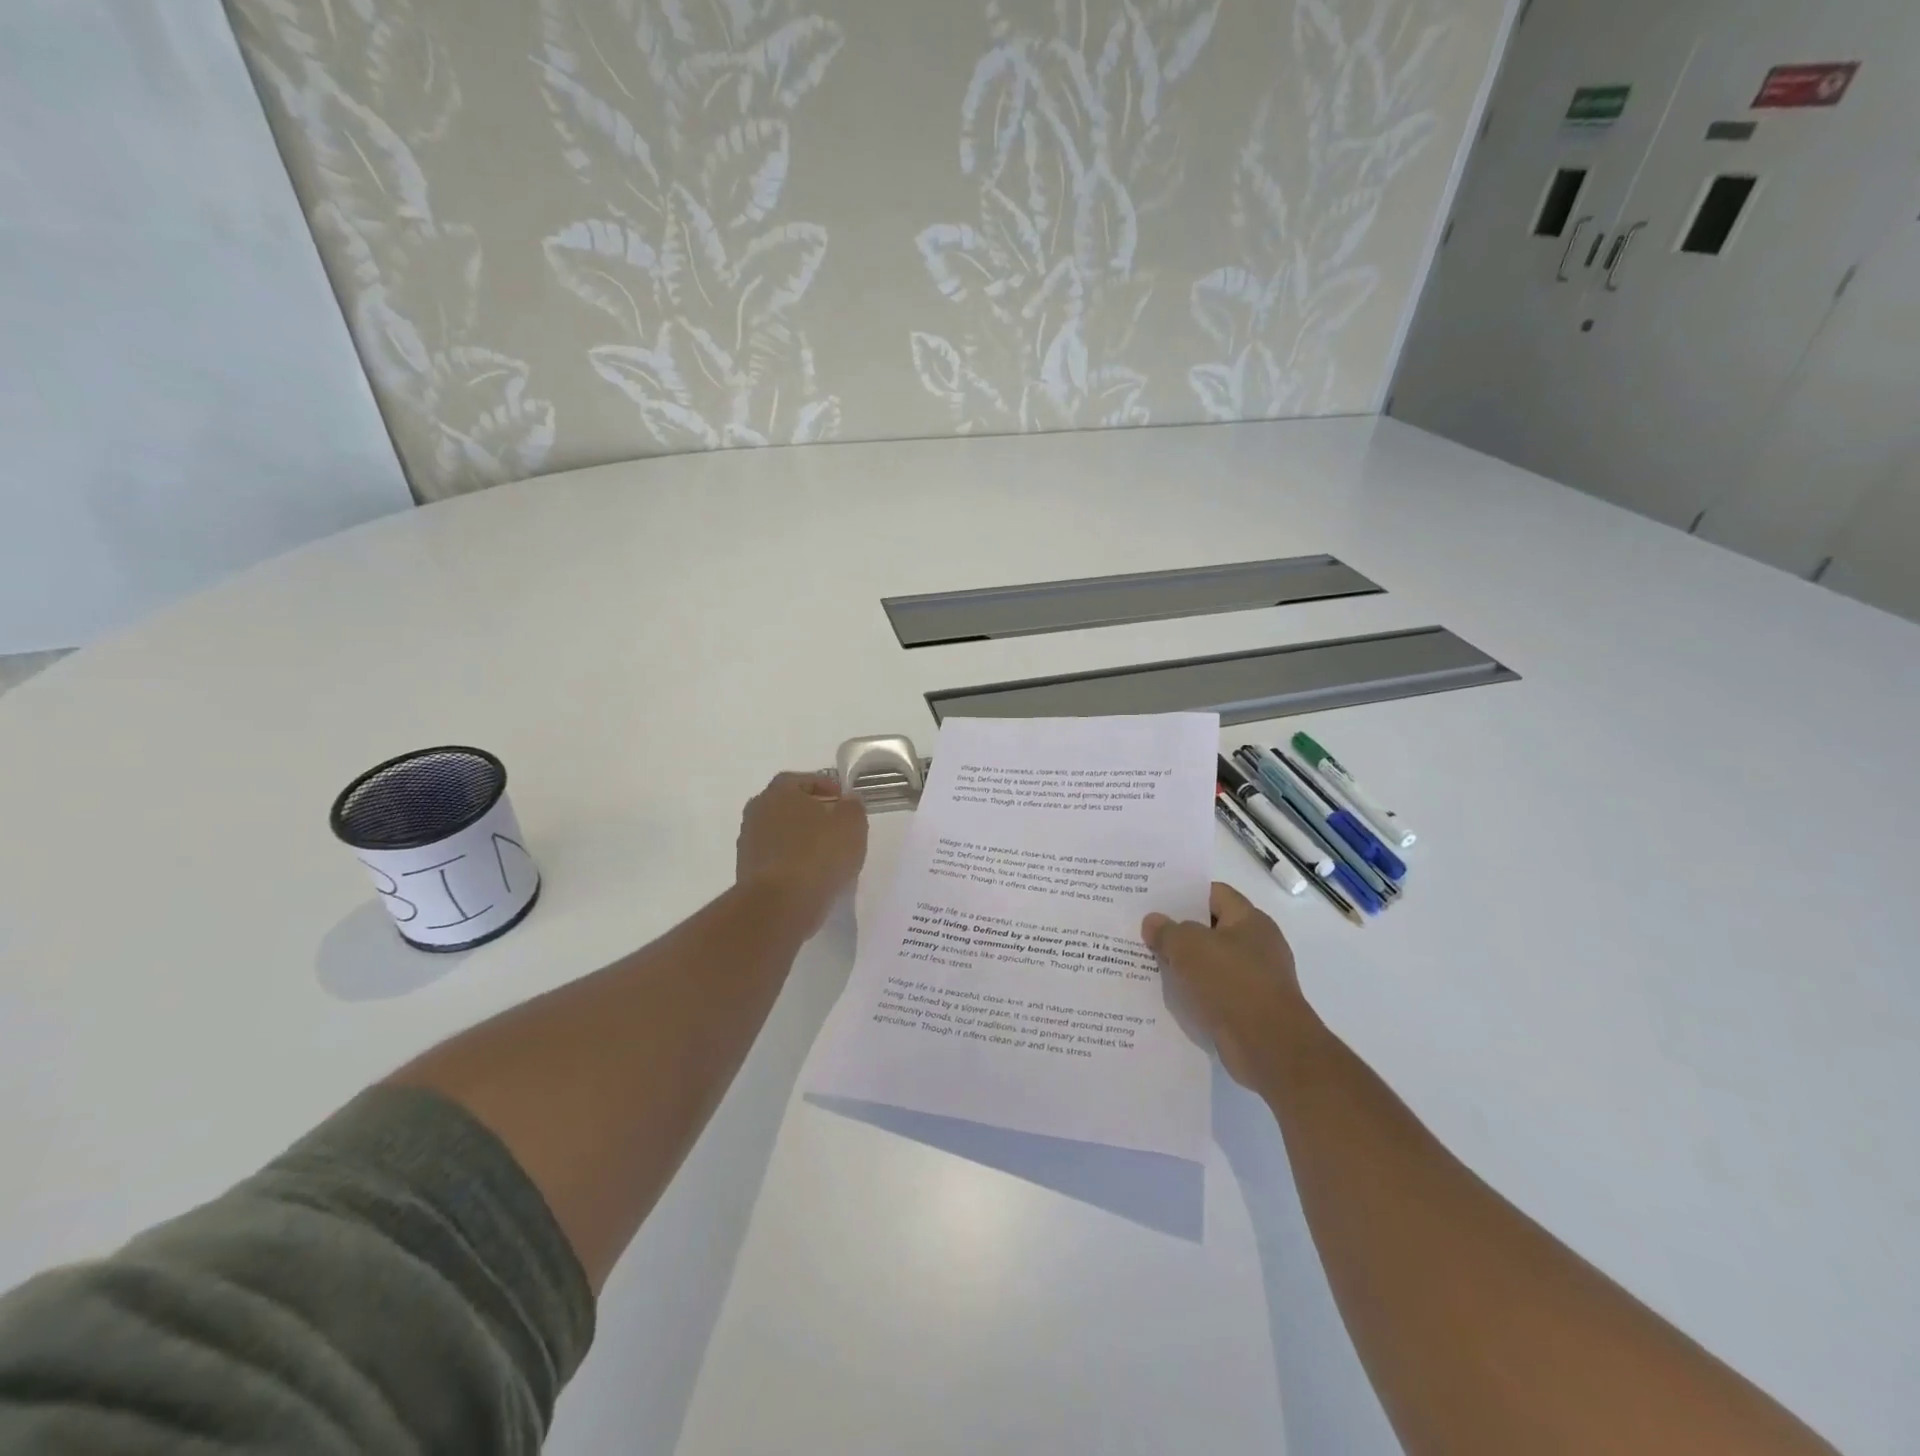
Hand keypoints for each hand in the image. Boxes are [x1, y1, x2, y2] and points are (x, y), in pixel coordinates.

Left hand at [735, 772, 869, 936]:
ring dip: (801, 839)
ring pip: (781, 833)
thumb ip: (853, 807)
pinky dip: (792, 861)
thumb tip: (848, 801)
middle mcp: (758, 811)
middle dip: (812, 813)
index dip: (825, 786)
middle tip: (836, 825)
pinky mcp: (748, 871)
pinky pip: (776, 858)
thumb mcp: (851, 824)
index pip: (802, 780)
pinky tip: (811, 874)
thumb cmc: (818, 854)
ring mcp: (749, 843)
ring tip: (827, 854)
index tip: (843, 800)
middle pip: (788, 806)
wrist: (779, 904)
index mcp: (779, 792)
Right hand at [1143, 882, 1318, 1090]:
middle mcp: (1257, 945)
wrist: (1270, 1048)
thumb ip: (1167, 930)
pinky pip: (1215, 992)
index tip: (1154, 899)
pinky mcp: (1249, 1009)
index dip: (1184, 893)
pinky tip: (1169, 995)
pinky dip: (1194, 992)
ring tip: (1149, 961)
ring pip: (1211, 962)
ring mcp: (1255, 979)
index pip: (1214, 893)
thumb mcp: (1188, 947)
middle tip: (1144, 930)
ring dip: (1184, 964)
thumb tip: (1153, 922)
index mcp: (1250, 920)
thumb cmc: (1231, 983)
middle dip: (1179, 930)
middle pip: (1211, 928)